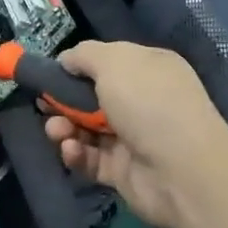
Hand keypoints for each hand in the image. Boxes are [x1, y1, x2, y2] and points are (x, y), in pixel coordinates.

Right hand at [43, 41, 227, 227]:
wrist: (183, 171)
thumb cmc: (148, 103)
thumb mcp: (113, 61)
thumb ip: (84, 55)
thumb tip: (66, 60)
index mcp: (147, 69)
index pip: (108, 62)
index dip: (78, 67)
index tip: (50, 73)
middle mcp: (142, 101)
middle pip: (92, 97)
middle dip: (64, 100)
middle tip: (44, 106)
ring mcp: (133, 138)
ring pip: (87, 129)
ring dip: (64, 128)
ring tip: (55, 131)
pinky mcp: (123, 172)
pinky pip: (91, 160)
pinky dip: (76, 154)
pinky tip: (70, 150)